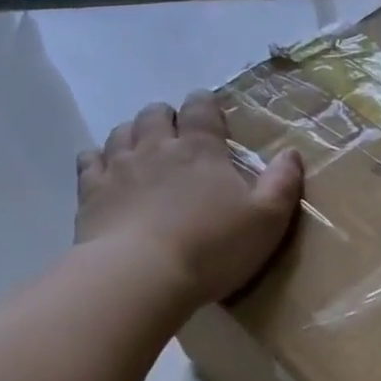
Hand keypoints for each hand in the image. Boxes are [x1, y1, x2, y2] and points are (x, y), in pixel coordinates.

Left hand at [75, 91, 303, 305]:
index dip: (205, 104)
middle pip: (155, 114)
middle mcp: (157, 147)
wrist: (140, 277)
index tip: (210, 110)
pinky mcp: (91, 193)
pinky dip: (98, 158)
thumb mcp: (267, 218)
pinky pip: (89, 161)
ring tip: (144, 148)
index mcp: (202, 149)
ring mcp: (119, 168)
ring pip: (122, 132)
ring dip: (134, 133)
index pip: (201, 108)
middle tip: (178, 133)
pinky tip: (106, 169)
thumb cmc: (213, 246)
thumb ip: (282, 182)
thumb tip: (291, 152)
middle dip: (167, 116)